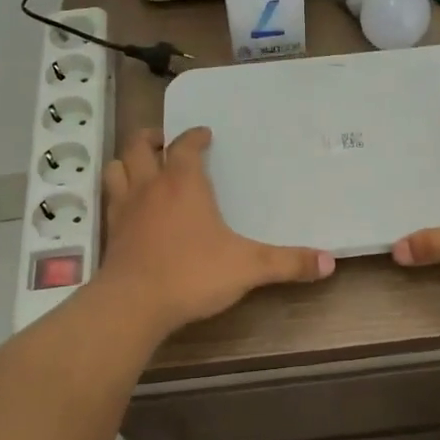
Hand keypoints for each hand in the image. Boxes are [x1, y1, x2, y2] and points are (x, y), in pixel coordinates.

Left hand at [100, 127, 333, 334]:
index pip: (185, 145)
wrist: (134, 304)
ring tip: (142, 165)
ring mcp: (125, 208)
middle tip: (164, 140)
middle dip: (152, 138)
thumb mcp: (248, 268)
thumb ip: (288, 263)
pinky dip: (118, 192)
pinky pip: (110, 199)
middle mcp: (150, 187)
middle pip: (139, 146)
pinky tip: (130, 207)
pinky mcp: (110, 233)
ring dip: (128, 161)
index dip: (194, 136)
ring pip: (117, 168)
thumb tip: (329, 262)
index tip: (204, 134)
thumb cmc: (192, 274)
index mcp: (184, 184)